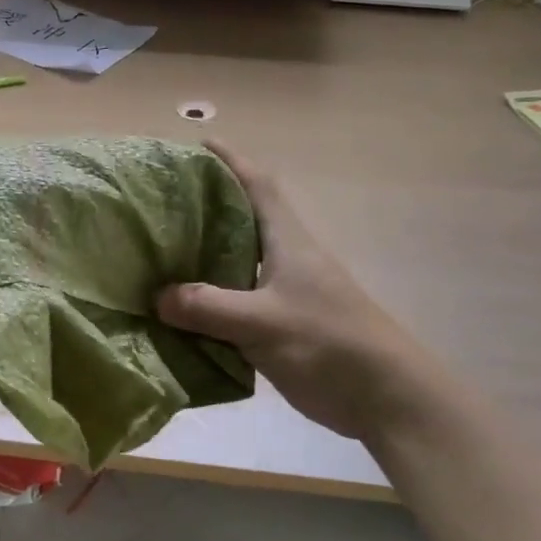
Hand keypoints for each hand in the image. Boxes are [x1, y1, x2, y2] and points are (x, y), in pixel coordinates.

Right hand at [158, 142, 416, 440]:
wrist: (383, 396)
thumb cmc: (328, 342)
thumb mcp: (262, 320)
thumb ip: (207, 307)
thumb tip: (157, 297)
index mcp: (288, 242)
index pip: (258, 185)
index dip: (232, 161)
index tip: (200, 143)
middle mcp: (285, 260)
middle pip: (240, 222)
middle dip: (204, 207)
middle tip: (160, 203)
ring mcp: (283, 294)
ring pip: (233, 265)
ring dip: (201, 258)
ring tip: (159, 254)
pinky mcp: (279, 326)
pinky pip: (232, 304)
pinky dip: (206, 302)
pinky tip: (178, 311)